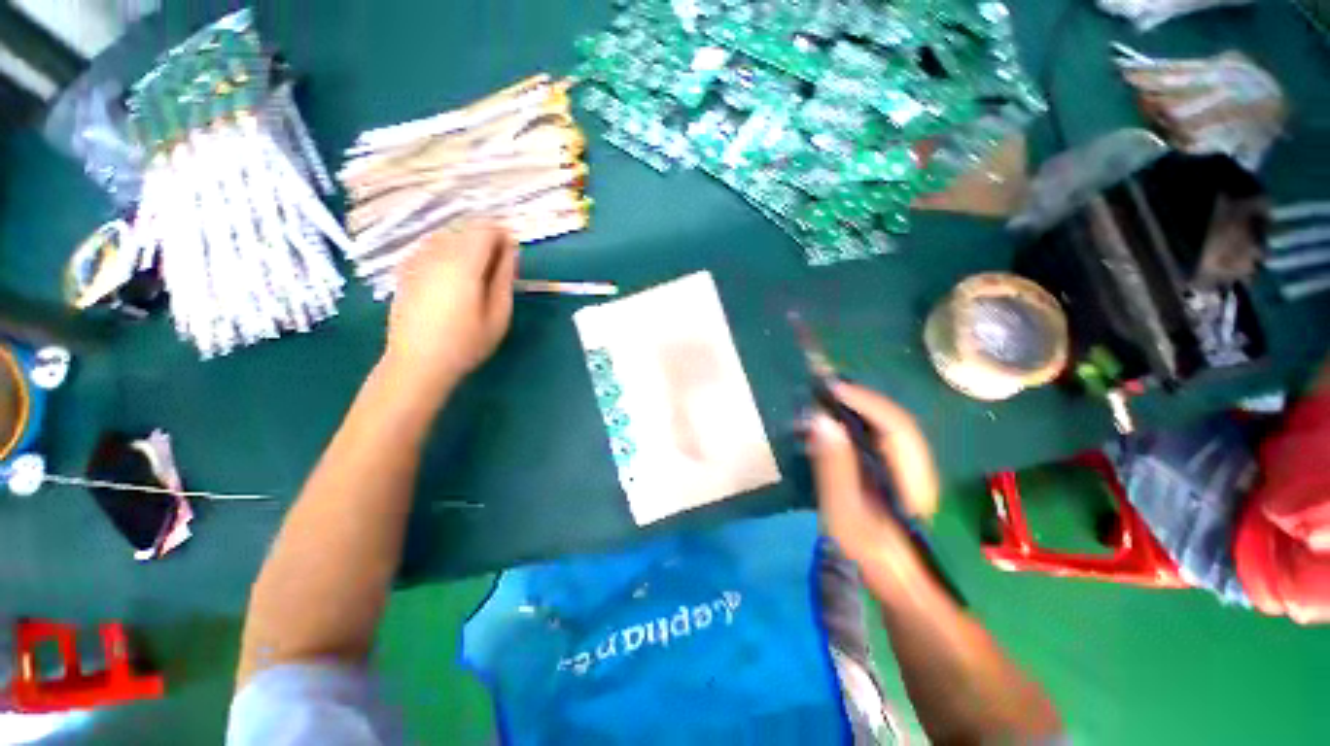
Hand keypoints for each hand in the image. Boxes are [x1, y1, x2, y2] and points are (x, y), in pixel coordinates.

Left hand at [383, 222, 517, 398]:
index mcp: (463, 264)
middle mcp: (437, 254)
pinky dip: (447, 253)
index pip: (484, 229)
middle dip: (485, 240)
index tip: (512, 253)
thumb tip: (510, 250)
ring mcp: (416, 260)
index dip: (502, 235)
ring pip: (446, 236)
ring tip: (475, 274)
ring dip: (465, 246)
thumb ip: (505, 278)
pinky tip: (451, 278)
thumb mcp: (498, 314)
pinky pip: (430, 248)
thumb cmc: (466, 343)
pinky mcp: (404, 270)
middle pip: (465, 229)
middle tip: (497, 269)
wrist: (417, 363)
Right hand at [807, 382, 939, 572]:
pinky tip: (836, 423)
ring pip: (886, 425)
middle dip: (859, 398)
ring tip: (826, 398)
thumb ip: (834, 467)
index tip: (830, 387)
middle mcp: (916, 464)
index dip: (863, 401)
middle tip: (823, 387)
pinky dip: (856, 422)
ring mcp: (908, 467)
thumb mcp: (845, 512)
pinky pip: (878, 436)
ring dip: (858, 408)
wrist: (896, 580)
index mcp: (911, 475)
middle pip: (892, 419)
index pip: (893, 424)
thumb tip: (821, 421)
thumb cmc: (869, 552)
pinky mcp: (895, 471)